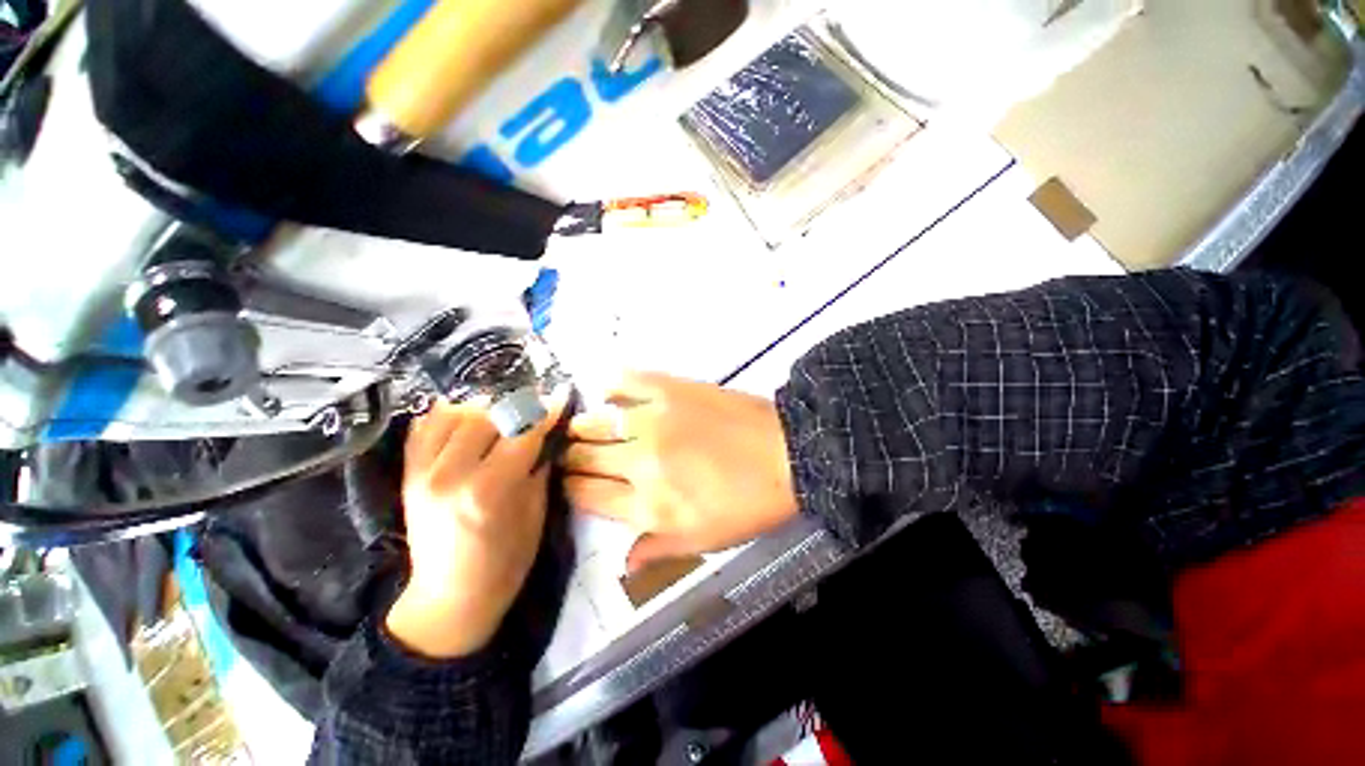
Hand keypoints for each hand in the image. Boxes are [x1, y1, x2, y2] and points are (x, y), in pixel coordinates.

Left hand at [385, 396, 561, 658]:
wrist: (450, 599)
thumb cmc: (505, 562)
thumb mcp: (535, 514)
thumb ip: (538, 467)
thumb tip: (548, 433)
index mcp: (488, 490)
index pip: (522, 434)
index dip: (545, 412)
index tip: (559, 396)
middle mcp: (451, 475)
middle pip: (487, 416)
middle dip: (516, 408)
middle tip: (532, 411)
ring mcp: (423, 474)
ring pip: (455, 415)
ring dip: (483, 409)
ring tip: (500, 417)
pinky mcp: (408, 476)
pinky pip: (423, 429)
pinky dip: (445, 416)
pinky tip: (464, 417)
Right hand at [561, 372, 797, 572]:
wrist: (786, 454)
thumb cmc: (748, 504)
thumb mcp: (705, 542)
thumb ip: (659, 549)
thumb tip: (623, 563)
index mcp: (648, 506)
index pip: (586, 496)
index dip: (571, 488)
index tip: (571, 481)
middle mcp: (640, 462)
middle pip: (584, 458)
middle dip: (571, 458)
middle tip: (573, 454)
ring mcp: (653, 420)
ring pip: (596, 422)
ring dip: (582, 427)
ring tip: (582, 427)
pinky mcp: (670, 390)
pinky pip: (627, 381)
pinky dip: (611, 385)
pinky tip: (607, 391)